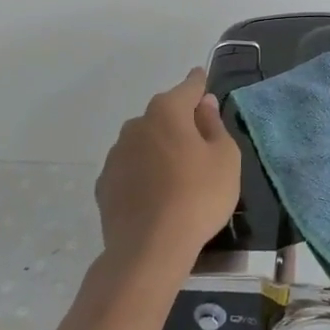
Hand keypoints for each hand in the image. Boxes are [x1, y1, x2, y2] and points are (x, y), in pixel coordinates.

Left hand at [95, 67, 241, 279]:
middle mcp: (137, 124)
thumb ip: (214, 126)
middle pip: (164, 114)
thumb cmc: (197, 196)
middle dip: (180, 121)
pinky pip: (131, 168)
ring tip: (177, 173)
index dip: (199, 84)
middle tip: (199, 142)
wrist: (148, 249)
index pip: (188, 87)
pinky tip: (155, 194)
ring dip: (159, 147)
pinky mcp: (105, 184)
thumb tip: (204, 105)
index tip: (202, 80)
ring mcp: (116, 154)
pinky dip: (143, 173)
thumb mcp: (224, 159)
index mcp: (167, 111)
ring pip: (144, 141)